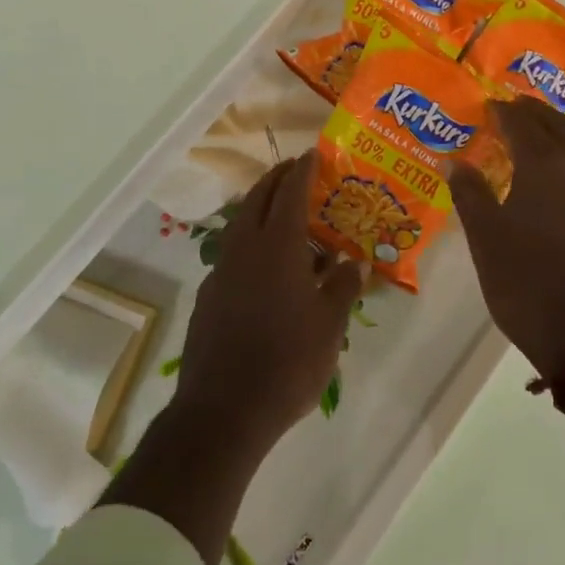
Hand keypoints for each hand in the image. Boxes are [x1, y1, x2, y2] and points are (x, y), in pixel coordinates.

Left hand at [175, 152, 364, 452]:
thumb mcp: (329, 326)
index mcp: (277, 247)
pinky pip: (233, 253)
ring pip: (241, 225)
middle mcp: (244, 249)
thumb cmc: (287, 362)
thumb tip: (355, 263)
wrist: (224, 410)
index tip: (312, 154)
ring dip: (262, 209)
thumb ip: (343, 287)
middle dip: (277, 180)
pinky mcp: (209, 296)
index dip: (302, 171)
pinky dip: (252, 242)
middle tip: (296, 170)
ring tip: (286, 215)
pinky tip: (268, 267)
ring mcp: (221, 272)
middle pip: (258, 199)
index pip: (290, 193)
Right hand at [449, 96, 564, 384]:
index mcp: (545, 165)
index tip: (491, 108)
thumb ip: (470, 195)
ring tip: (561, 139)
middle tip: (518, 114)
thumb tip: (453, 162)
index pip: (521, 122)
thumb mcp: (486, 242)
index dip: (504, 112)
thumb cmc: (529, 288)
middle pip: (561, 125)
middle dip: (536, 116)